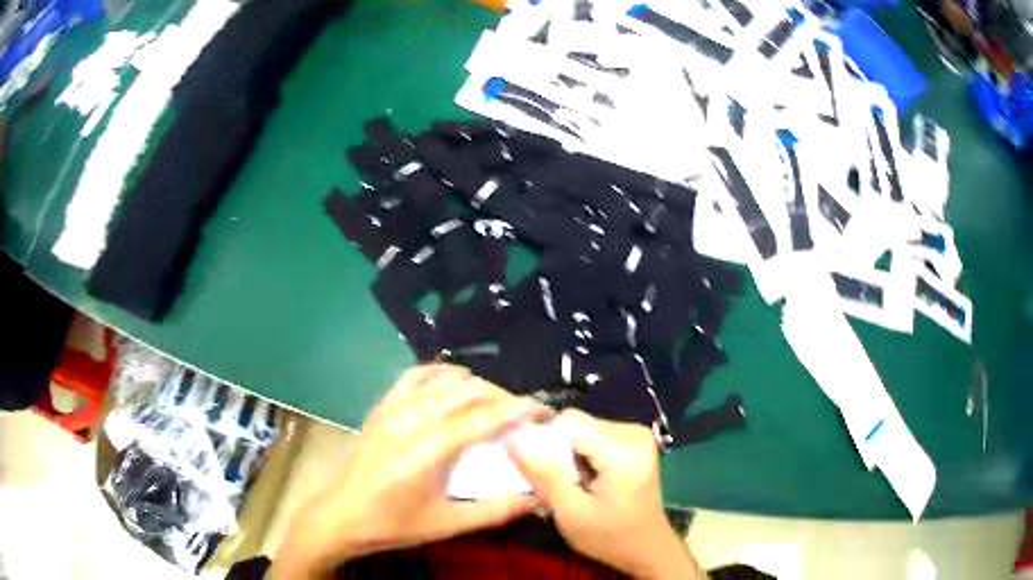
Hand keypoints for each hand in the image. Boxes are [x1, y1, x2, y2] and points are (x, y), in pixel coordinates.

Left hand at [271, 365, 551, 578]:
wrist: (344, 515)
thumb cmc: (396, 523)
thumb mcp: (449, 524)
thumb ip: (496, 510)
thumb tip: (538, 497)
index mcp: (429, 449)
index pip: (485, 417)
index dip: (519, 409)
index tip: (545, 410)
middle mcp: (412, 418)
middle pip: (468, 391)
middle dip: (502, 396)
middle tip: (522, 414)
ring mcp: (393, 407)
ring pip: (444, 378)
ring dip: (475, 384)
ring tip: (493, 402)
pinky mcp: (382, 406)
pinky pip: (415, 375)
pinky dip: (440, 373)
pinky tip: (452, 382)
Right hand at [510, 409, 702, 579]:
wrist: (648, 549)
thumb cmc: (610, 538)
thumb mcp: (571, 513)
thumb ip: (544, 474)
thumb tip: (514, 438)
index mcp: (624, 449)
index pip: (569, 422)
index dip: (544, 442)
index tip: (536, 472)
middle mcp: (634, 432)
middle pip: (576, 424)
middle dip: (556, 451)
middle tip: (554, 485)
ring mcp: (636, 435)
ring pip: (582, 430)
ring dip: (567, 455)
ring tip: (568, 485)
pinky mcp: (634, 442)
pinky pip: (594, 437)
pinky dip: (580, 457)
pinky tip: (583, 481)